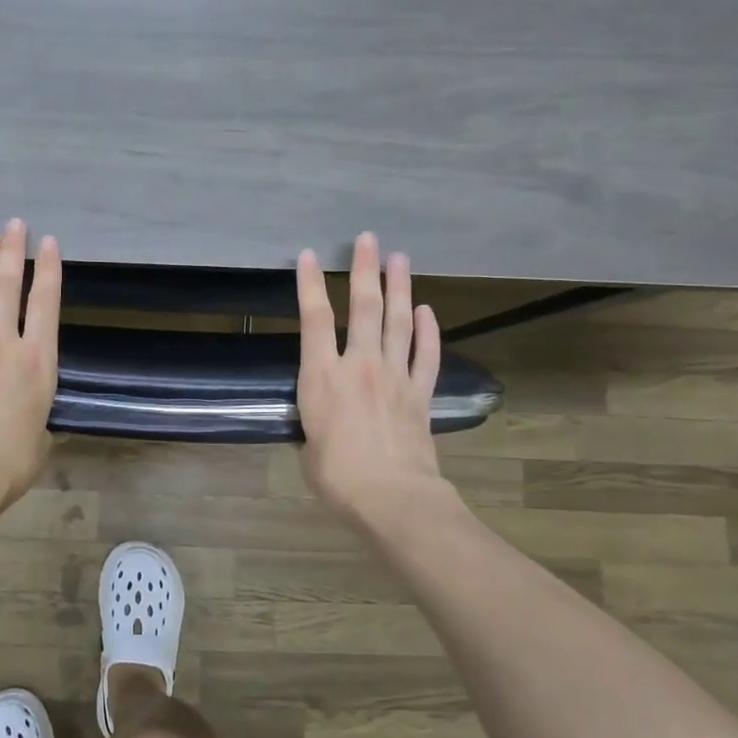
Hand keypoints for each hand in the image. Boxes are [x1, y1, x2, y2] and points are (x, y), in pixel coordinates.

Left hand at [0, 219, 60, 521]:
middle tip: (14, 225)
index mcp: (37, 361)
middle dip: (12, 252)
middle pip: (6, 288)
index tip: (47, 242)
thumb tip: (28, 413)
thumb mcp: (43, 433)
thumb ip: (37, 411)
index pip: (45, 303)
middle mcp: (2, 345)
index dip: (48, 269)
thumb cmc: (13, 462)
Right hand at [296, 231, 445, 535]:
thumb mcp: (309, 446)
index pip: (314, 319)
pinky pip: (426, 355)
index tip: (308, 256)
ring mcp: (395, 376)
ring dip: (399, 288)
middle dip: (365, 270)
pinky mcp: (420, 394)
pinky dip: (429, 331)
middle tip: (368, 239)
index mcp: (322, 376)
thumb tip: (324, 421)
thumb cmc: (336, 476)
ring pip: (400, 322)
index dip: (309, 284)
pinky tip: (429, 311)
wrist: (391, 497)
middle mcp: (360, 365)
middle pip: (365, 307)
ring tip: (399, 259)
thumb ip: (316, 421)